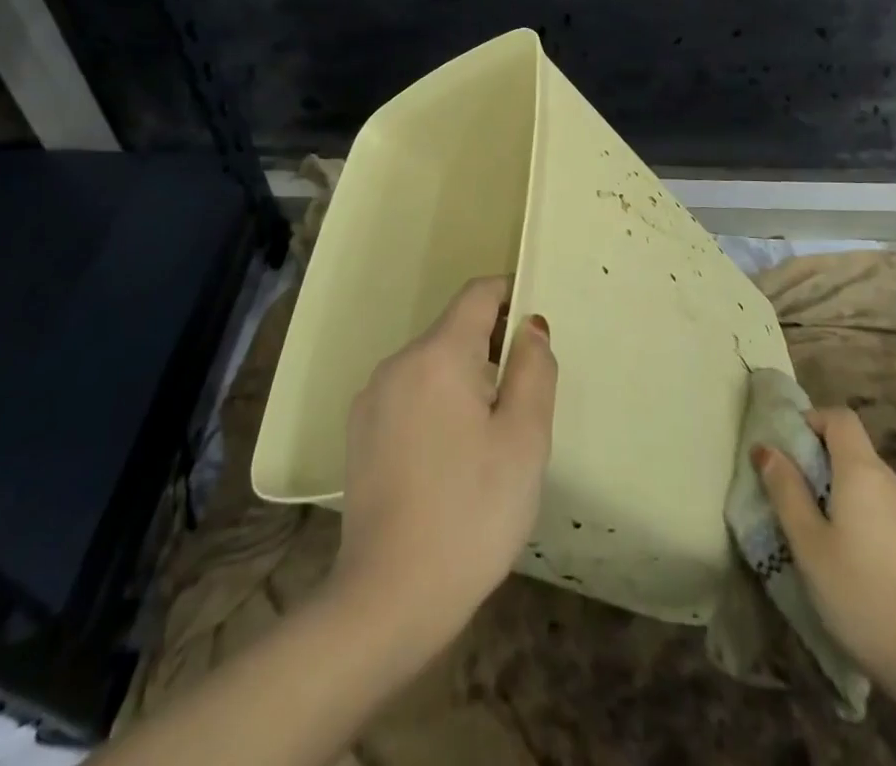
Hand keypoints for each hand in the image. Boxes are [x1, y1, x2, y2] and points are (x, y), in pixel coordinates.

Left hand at [330, 275, 558, 656]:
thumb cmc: (471, 513)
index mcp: (438, 355)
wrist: (387, 600)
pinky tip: (450, 460)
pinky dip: (437, 405)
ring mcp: (372, 398)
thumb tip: (530, 326)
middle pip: (455, 331)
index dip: (511, 295)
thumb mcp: (524, 440)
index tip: (535, 328)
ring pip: (432, 365)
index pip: (478, 294)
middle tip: (523, 402)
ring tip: (489, 440)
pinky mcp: (359, 432)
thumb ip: (534, 370)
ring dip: (465, 380)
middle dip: (492, 348)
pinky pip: (409, 395)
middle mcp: (398, 363)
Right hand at [754, 407, 895, 685]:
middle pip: (850, 444)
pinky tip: (841, 547)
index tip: (785, 447)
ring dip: (833, 483)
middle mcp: (889, 480)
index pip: (839, 417)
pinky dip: (853, 505)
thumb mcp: (808, 542)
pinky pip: (877, 501)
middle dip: (815, 455)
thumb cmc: (860, 594)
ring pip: (863, 475)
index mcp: (863, 471)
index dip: (810, 420)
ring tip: (809, 521)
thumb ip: (785, 489)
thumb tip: (765, 447)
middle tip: (787, 487)